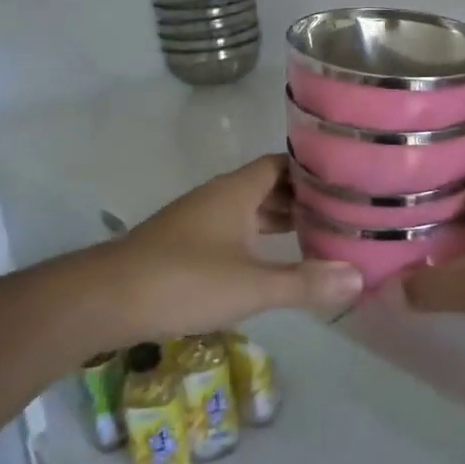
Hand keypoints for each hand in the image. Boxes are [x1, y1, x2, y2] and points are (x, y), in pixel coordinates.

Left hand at [102, 154, 361, 342]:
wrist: (105, 299)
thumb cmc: (183, 281)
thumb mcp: (251, 285)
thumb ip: (305, 282)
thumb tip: (359, 276)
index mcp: (236, 190)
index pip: (283, 164)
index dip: (314, 169)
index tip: (348, 180)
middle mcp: (219, 197)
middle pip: (269, 186)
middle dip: (304, 199)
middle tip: (344, 214)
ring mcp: (200, 221)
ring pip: (250, 211)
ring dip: (281, 221)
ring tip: (320, 237)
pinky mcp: (186, 245)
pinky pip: (234, 232)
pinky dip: (259, 240)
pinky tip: (274, 262)